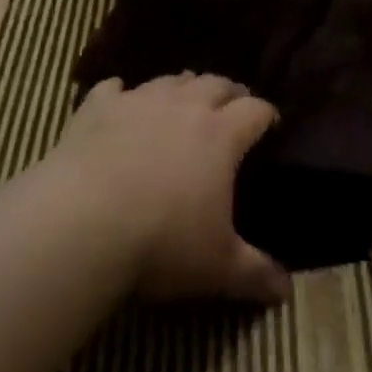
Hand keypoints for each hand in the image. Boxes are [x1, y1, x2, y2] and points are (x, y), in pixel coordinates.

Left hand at [46, 73, 288, 303]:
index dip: (266, 114)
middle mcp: (185, 105)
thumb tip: (288, 291)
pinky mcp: (99, 106)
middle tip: (233, 105)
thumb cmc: (162, 241)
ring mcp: (140, 100)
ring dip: (182, 87)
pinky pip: (114, 87)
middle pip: (216, 83)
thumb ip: (255, 274)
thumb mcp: (217, 267)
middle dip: (229, 92)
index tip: (271, 123)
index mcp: (221, 134)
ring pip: (170, 80)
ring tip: (185, 98)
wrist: (84, 221)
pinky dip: (121, 92)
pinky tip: (119, 97)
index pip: (255, 110)